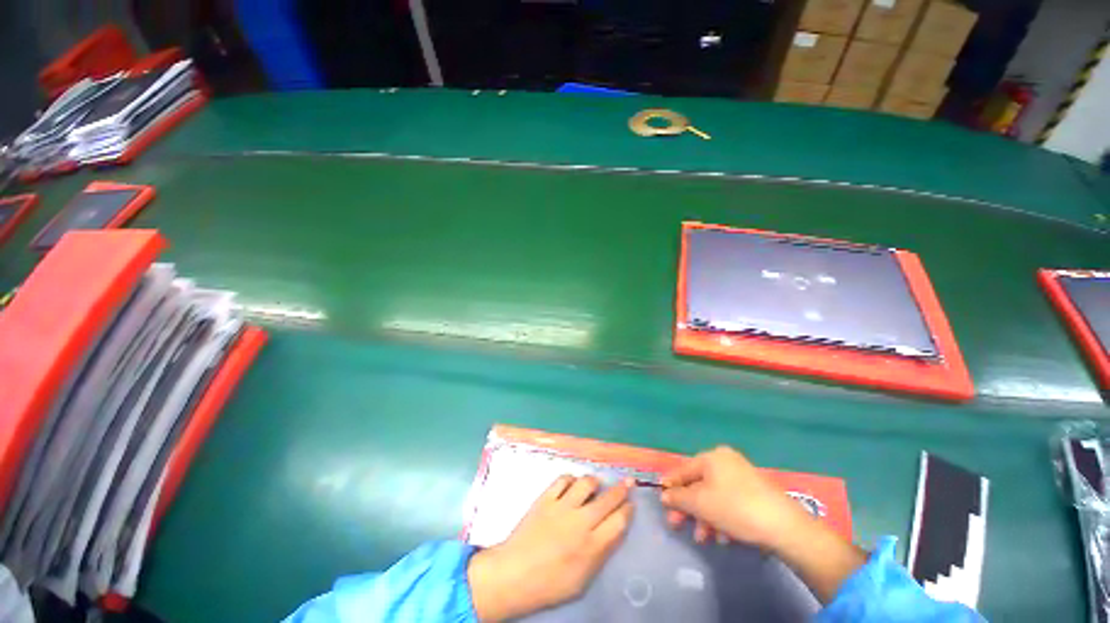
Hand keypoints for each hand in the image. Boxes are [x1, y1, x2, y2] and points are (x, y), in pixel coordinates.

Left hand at [468, 475, 632, 620]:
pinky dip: (571, 479)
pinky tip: (572, 484)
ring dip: (594, 482)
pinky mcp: (545, 498)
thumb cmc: (550, 584)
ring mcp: (562, 507)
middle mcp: (580, 522)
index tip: (631, 504)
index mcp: (592, 547)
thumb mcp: (582, 579)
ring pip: (586, 483)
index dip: (628, 510)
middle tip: (628, 481)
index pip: (619, 522)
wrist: (514, 574)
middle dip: (621, 489)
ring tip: (596, 484)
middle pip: (607, 500)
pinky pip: (563, 479)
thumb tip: (613, 531)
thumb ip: (600, 553)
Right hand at [660, 446, 808, 549]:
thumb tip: (664, 494)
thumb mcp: (700, 503)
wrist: (785, 527)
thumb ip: (678, 497)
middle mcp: (726, 461)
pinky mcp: (755, 493)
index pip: (683, 470)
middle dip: (688, 508)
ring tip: (705, 538)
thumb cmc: (735, 508)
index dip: (670, 486)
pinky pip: (729, 502)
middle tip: (678, 526)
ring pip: (713, 496)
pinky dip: (721, 518)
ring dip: (704, 518)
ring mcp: (742, 476)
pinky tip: (724, 537)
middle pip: (698, 485)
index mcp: (711, 457)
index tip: (662, 503)